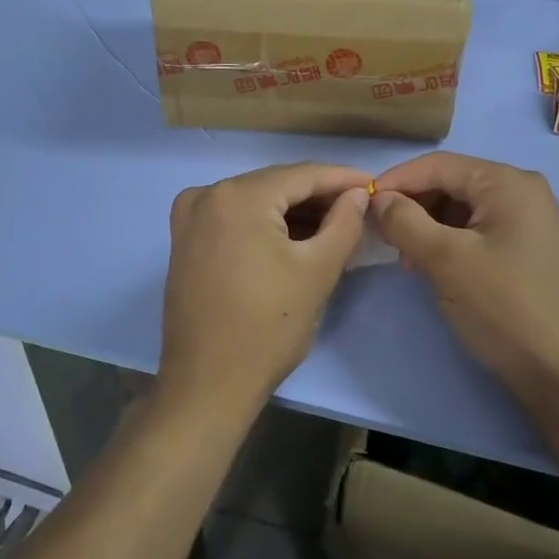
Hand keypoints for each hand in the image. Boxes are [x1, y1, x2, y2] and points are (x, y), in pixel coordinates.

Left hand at [161, 161, 372, 416]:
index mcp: (238, 196)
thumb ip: (344, 223)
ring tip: (336, 222)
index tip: (374, 185)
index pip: (302, 174)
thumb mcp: (318, 271)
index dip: (342, 178)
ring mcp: (190, 217)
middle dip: (318, 195)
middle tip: (359, 206)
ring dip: (294, 210)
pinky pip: (235, 217)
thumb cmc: (268, 327)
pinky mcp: (185, 240)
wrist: (207, 383)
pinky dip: (266, 222)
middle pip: (276, 184)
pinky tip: (296, 235)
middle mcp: (207, 195)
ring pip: (255, 200)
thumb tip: (356, 195)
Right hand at [371, 152, 558, 403]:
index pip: (439, 165)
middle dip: (413, 205)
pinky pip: (476, 229)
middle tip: (382, 236)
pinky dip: (448, 241)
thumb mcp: (445, 260)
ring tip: (405, 257)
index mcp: (508, 182)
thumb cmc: (502, 307)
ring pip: (461, 208)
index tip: (361, 205)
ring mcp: (528, 220)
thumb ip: (405, 221)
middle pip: (451, 183)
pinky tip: (430, 265)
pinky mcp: (526, 247)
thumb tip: (378, 199)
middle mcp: (522, 191)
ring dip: (427, 226)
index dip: (397, 180)